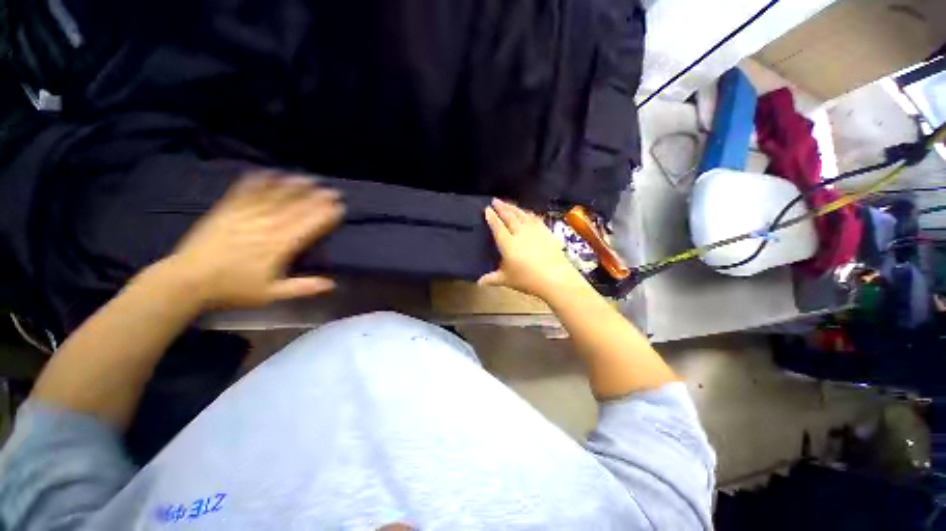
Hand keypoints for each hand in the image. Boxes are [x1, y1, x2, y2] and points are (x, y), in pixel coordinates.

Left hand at [164, 172, 343, 308]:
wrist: (186, 282)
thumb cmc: (232, 289)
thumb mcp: (271, 295)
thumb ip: (303, 288)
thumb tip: (331, 284)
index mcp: (279, 247)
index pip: (308, 227)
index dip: (325, 216)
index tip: (339, 208)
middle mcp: (265, 227)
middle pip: (295, 209)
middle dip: (316, 199)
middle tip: (332, 190)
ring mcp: (244, 217)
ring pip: (273, 198)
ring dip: (292, 187)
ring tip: (307, 178)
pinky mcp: (225, 211)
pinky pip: (244, 193)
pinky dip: (257, 182)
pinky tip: (267, 173)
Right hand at [478, 199, 588, 300]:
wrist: (555, 278)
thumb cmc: (527, 279)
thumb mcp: (506, 280)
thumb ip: (492, 279)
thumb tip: (479, 282)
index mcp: (508, 243)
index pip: (497, 226)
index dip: (491, 217)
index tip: (487, 209)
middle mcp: (520, 233)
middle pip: (509, 216)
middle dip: (501, 207)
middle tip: (495, 200)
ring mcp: (534, 231)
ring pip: (522, 215)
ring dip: (513, 207)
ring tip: (507, 203)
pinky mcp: (546, 232)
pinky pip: (535, 218)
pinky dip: (528, 213)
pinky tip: (527, 213)